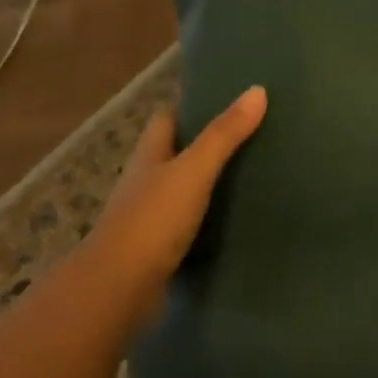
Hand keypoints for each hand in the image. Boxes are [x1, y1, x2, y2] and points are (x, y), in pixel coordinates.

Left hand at [82, 86, 267, 313]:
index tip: (225, 95)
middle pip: (177, 152)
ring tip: (256, 173)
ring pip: (185, 189)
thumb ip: (224, 134)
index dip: (191, 104)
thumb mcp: (193, 170)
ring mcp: (152, 217)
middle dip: (207, 142)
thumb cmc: (153, 220)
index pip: (168, 118)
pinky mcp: (162, 248)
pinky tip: (239, 218)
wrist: (120, 288)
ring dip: (211, 181)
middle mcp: (147, 181)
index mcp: (150, 155)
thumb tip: (257, 90)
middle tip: (253, 133)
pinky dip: (213, 217)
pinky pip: (192, 223)